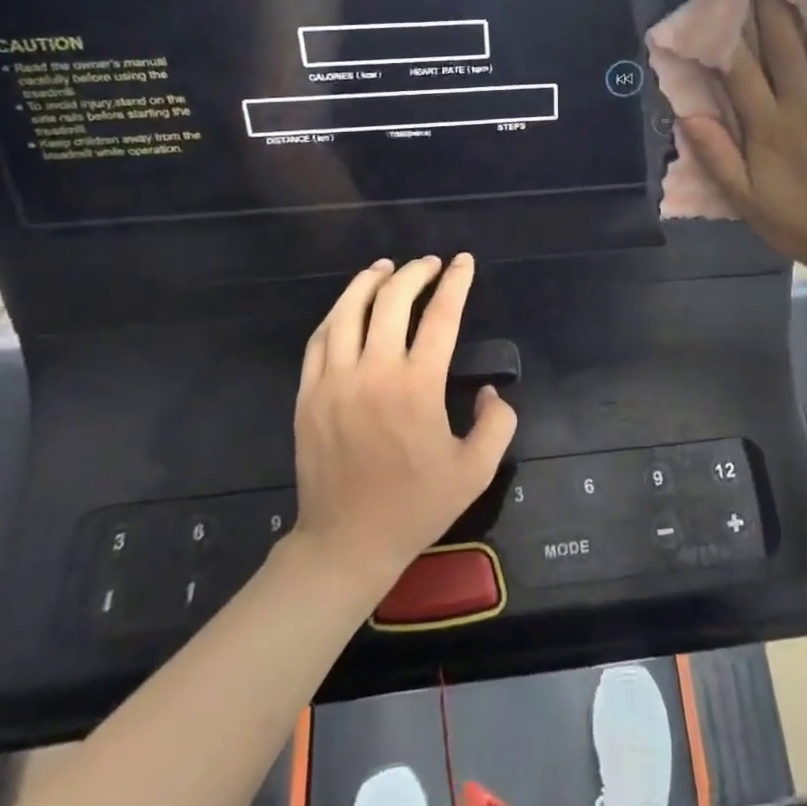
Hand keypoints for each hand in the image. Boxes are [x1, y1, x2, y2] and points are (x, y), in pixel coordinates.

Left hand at [290, 254, 516, 589]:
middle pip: (392, 300)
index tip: (464, 262)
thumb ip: (498, 424)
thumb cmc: (415, 506)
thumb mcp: (476, 471)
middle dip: (415, 273)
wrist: (346, 542)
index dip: (456, 283)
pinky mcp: (308, 394)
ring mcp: (334, 381)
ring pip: (348, 311)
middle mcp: (374, 372)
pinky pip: (319, 339)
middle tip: (430, 264)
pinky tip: (349, 306)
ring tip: (386, 267)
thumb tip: (492, 391)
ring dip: (369, 282)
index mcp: (418, 386)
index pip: (441, 316)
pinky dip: (337, 313)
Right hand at [680, 0, 806, 279]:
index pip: (741, 70)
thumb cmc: (796, 220)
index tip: (712, 0)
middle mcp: (804, 103)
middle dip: (767, 0)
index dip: (725, 33)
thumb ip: (717, 156)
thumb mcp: (745, 200)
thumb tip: (688, 114)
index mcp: (769, 127)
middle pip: (783, 42)